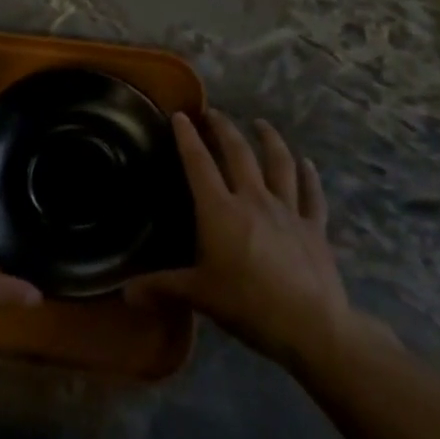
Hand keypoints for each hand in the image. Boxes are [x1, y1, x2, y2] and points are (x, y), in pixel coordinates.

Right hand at [128, 111, 386, 369]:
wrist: (311, 325)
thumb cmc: (247, 304)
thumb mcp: (199, 295)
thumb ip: (162, 287)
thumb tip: (124, 292)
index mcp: (220, 210)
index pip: (199, 163)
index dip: (188, 137)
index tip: (181, 115)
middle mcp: (253, 199)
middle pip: (239, 153)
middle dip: (224, 129)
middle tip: (214, 113)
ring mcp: (288, 210)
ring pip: (279, 164)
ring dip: (270, 140)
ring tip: (261, 124)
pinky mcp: (314, 227)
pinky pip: (312, 195)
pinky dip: (310, 176)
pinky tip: (308, 163)